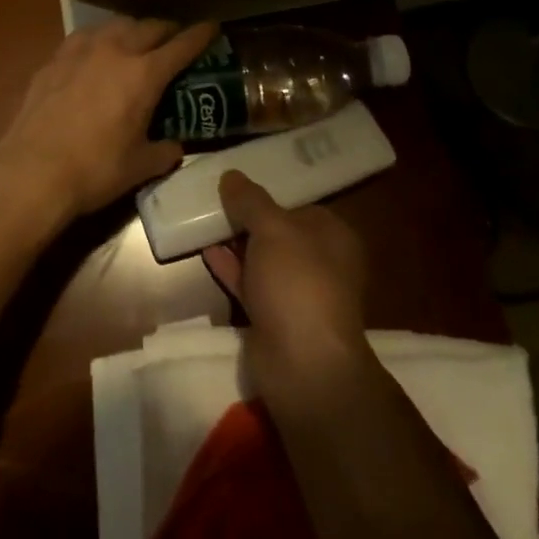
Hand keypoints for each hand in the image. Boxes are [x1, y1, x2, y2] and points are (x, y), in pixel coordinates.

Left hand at [0, 18, 216, 227]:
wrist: (32, 172)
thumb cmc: (94, 171)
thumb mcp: (139, 167)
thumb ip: (163, 151)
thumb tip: (174, 146)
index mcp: (144, 74)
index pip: (181, 45)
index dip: (201, 35)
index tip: (212, 27)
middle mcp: (115, 51)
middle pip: (149, 27)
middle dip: (167, 30)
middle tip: (174, 39)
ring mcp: (81, 51)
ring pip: (115, 24)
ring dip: (133, 29)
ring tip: (135, 41)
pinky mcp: (54, 59)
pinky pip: (84, 37)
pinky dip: (100, 39)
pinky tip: (96, 53)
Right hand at [203, 171, 368, 383]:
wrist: (303, 364)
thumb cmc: (298, 281)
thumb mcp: (273, 228)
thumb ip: (250, 200)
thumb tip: (230, 175)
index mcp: (333, 236)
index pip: (299, 207)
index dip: (269, 196)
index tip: (237, 186)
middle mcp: (320, 263)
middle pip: (279, 233)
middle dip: (248, 220)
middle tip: (215, 201)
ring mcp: (297, 294)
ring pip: (263, 260)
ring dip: (237, 244)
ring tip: (204, 221)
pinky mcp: (275, 320)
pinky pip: (250, 285)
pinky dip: (230, 269)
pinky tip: (205, 251)